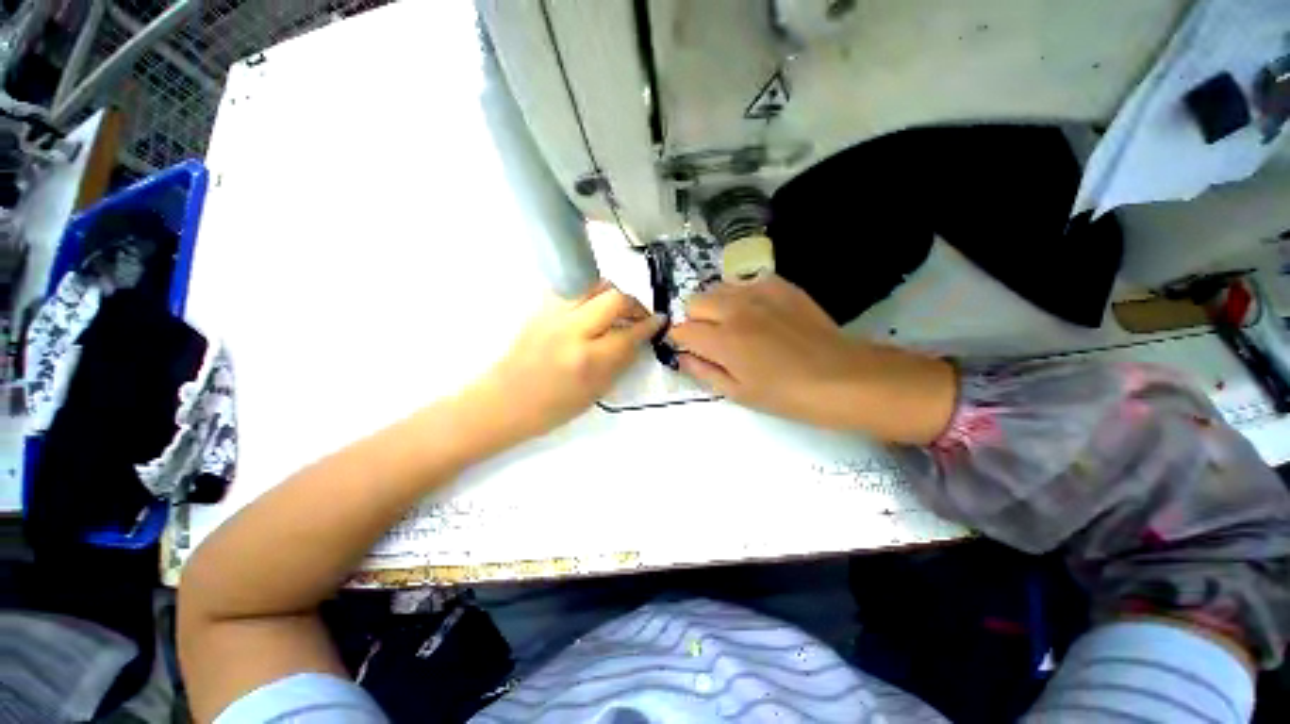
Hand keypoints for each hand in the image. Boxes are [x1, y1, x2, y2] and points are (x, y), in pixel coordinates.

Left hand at [474, 282, 664, 441]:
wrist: (504, 401)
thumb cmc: (552, 408)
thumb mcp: (595, 393)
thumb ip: (619, 363)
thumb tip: (637, 340)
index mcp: (587, 359)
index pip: (628, 333)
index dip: (648, 325)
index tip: (660, 320)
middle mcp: (571, 329)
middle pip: (614, 298)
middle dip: (633, 303)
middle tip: (638, 315)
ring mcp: (553, 314)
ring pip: (594, 286)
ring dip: (613, 294)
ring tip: (618, 310)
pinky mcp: (541, 307)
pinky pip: (575, 290)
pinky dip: (591, 295)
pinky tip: (592, 311)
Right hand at [667, 275, 955, 441]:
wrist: (841, 377)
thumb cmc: (786, 395)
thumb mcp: (738, 393)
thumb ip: (703, 371)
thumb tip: (682, 356)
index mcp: (722, 340)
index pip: (682, 329)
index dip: (680, 340)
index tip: (689, 349)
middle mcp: (734, 309)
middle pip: (695, 301)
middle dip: (695, 320)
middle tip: (712, 339)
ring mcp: (758, 292)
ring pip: (718, 287)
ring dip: (717, 305)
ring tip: (735, 324)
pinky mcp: (780, 285)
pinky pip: (746, 281)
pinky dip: (743, 295)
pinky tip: (758, 313)